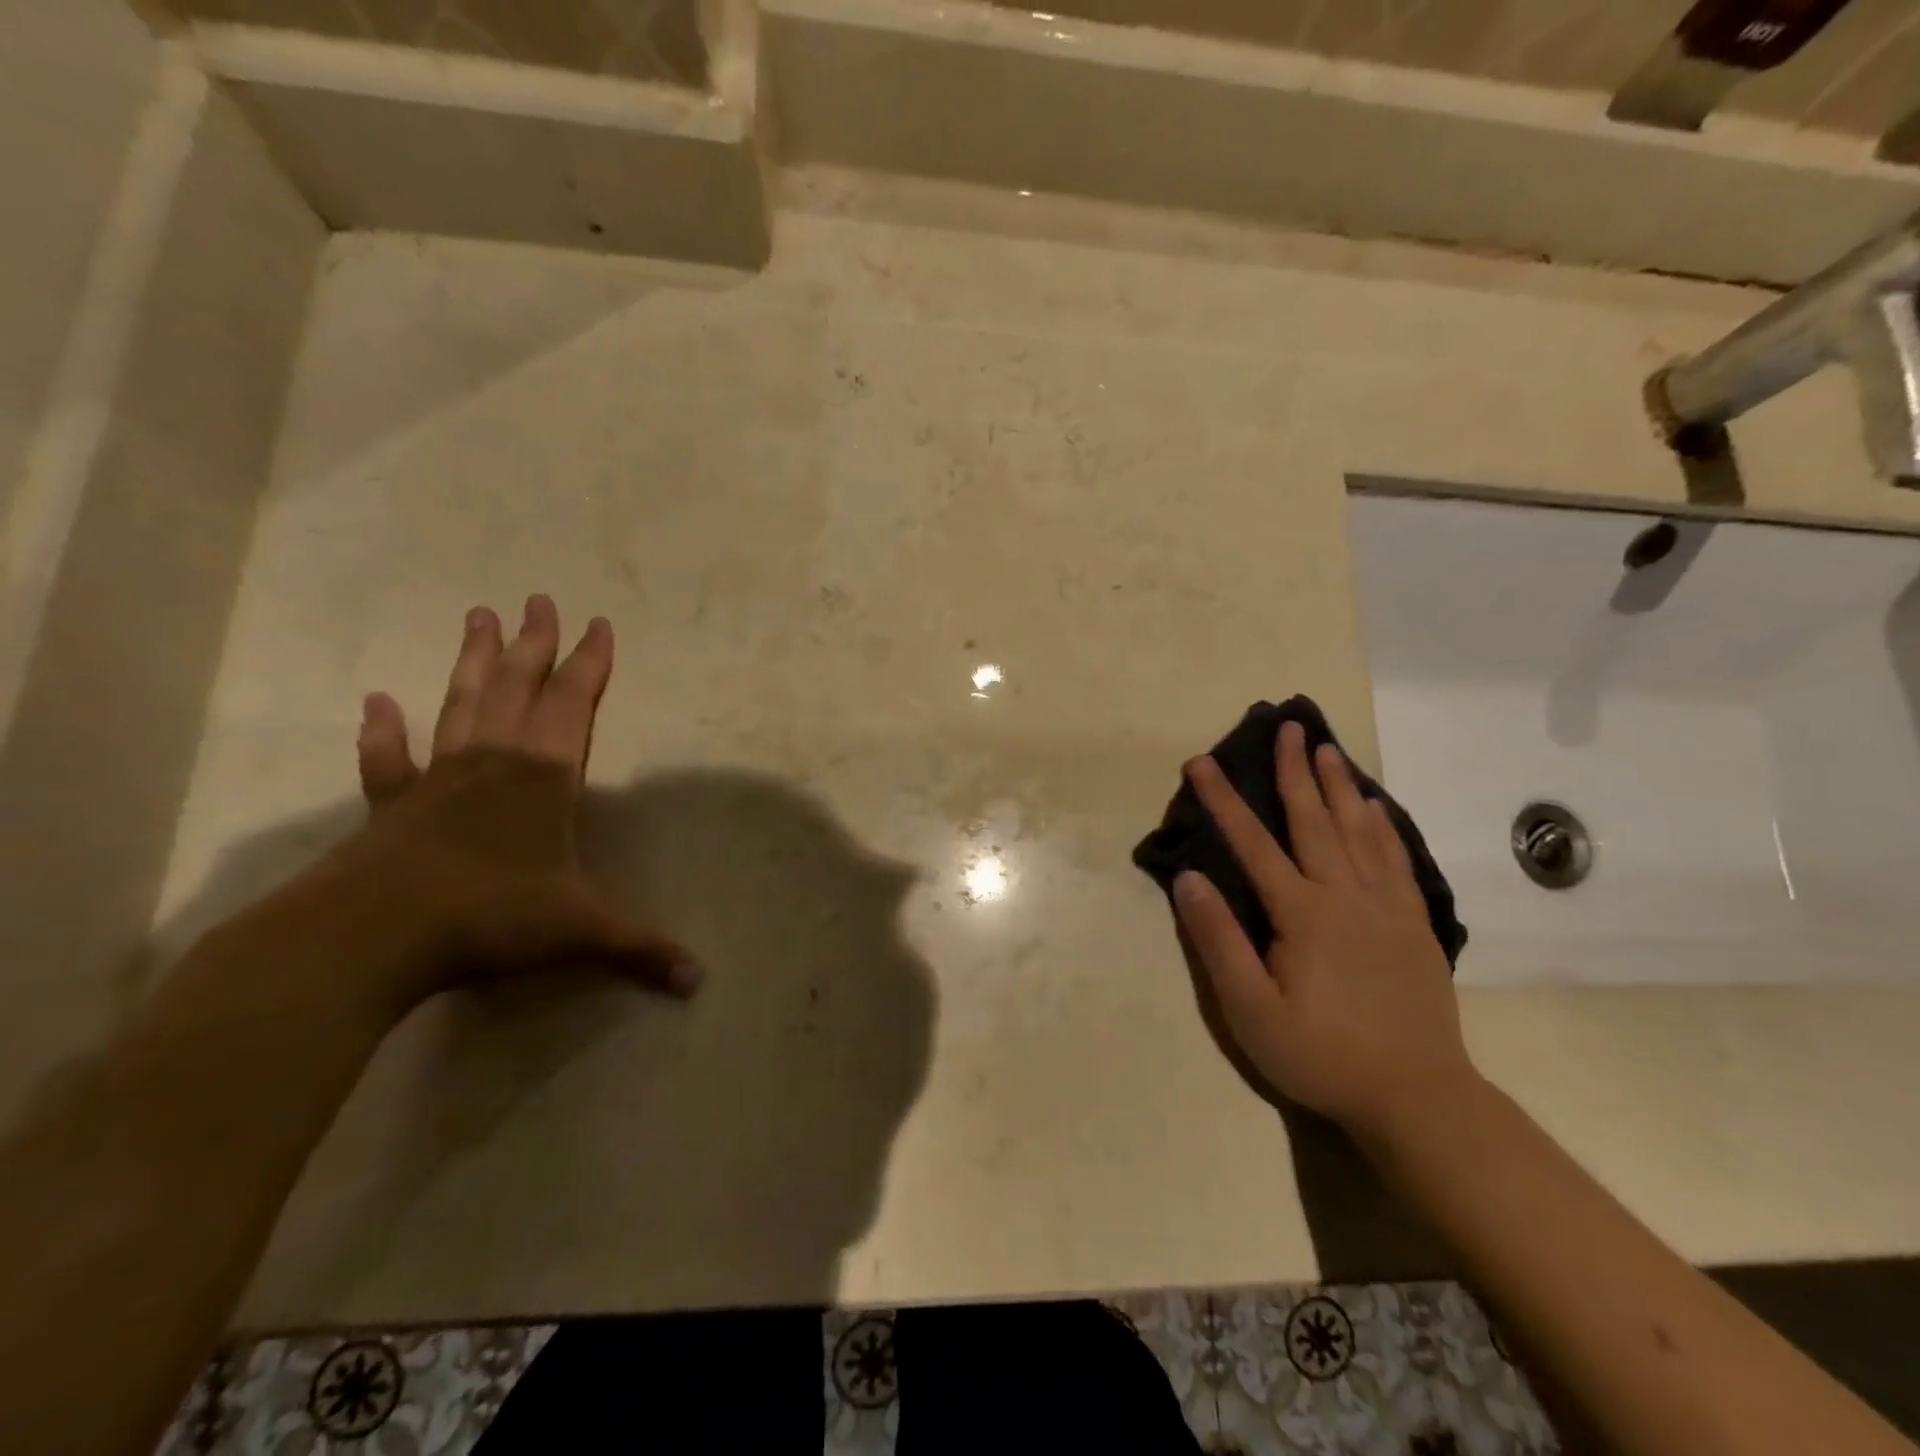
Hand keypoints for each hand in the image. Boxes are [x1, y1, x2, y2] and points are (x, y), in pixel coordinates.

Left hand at [302, 595, 697, 1014]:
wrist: (373, 937)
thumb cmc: (490, 917)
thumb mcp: (580, 932)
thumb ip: (640, 949)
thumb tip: (700, 981)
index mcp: (543, 779)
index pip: (573, 706)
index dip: (590, 665)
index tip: (598, 624)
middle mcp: (493, 764)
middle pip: (517, 688)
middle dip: (533, 644)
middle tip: (538, 599)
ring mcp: (438, 780)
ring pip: (462, 706)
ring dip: (472, 662)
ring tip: (478, 615)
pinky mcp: (393, 807)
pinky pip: (390, 761)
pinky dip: (384, 732)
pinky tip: (377, 701)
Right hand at [1174, 721, 1473, 1143]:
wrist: (1417, 1097)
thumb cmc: (1321, 1055)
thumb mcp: (1251, 1011)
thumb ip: (1219, 942)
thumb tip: (1189, 878)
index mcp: (1302, 913)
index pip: (1253, 843)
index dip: (1223, 800)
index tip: (1201, 762)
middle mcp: (1345, 895)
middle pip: (1314, 819)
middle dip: (1294, 770)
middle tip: (1287, 725)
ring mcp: (1385, 907)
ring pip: (1359, 830)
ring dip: (1339, 786)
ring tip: (1327, 749)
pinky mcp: (1413, 924)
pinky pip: (1396, 859)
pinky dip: (1383, 826)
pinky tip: (1376, 808)